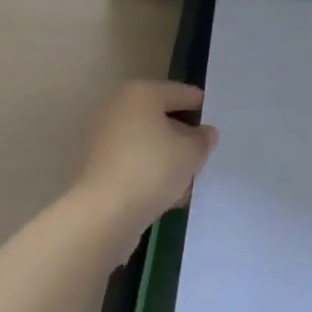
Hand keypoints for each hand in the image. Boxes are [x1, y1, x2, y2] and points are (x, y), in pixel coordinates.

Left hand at [75, 81, 218, 246]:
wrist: (100, 218)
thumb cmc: (150, 170)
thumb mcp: (191, 153)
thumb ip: (203, 140)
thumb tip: (205, 134)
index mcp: (141, 93)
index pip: (181, 93)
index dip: (201, 107)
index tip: (216, 122)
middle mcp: (118, 108)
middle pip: (161, 118)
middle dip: (183, 136)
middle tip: (203, 153)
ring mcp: (102, 140)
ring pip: (146, 144)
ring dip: (167, 159)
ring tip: (188, 181)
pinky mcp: (95, 170)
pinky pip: (132, 165)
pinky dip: (149, 175)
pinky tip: (167, 196)